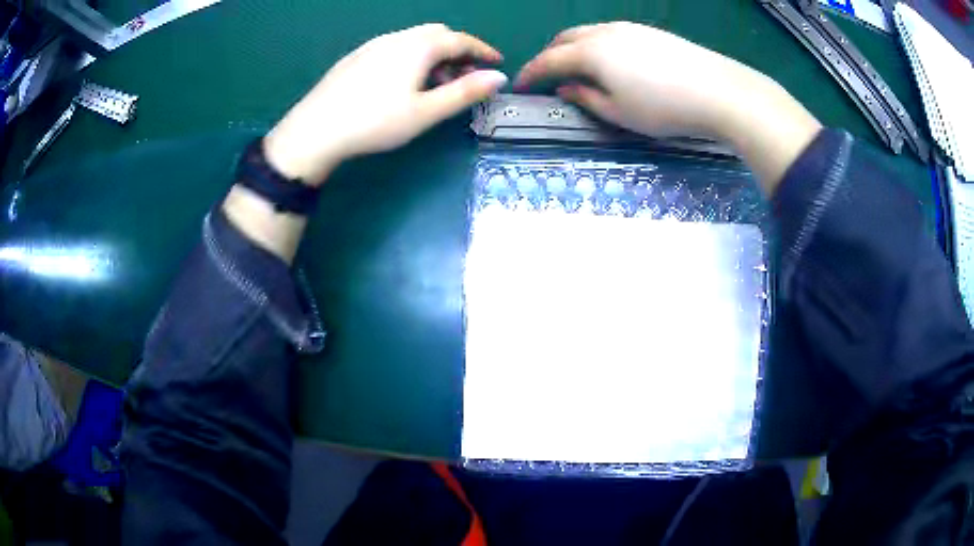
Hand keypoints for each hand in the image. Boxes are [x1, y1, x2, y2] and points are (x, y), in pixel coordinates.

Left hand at [265, 23, 507, 184]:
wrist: (315, 130)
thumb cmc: (375, 122)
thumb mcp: (426, 111)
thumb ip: (464, 92)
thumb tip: (499, 77)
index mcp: (419, 46)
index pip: (461, 40)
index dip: (483, 50)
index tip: (497, 63)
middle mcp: (397, 37)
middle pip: (438, 34)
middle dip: (458, 51)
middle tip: (466, 76)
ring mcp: (373, 45)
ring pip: (414, 40)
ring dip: (434, 55)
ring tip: (436, 84)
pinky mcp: (356, 56)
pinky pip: (395, 47)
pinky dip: (412, 57)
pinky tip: (403, 82)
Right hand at [516, 22, 820, 192]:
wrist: (720, 92)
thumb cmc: (665, 108)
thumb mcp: (619, 113)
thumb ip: (586, 98)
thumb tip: (567, 87)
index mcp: (591, 52)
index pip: (549, 61)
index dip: (531, 74)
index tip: (519, 87)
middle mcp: (605, 32)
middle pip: (565, 39)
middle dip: (550, 56)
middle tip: (546, 76)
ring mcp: (630, 29)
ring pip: (588, 33)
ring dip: (573, 49)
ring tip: (576, 69)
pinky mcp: (650, 32)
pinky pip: (611, 34)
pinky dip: (597, 46)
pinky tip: (609, 63)